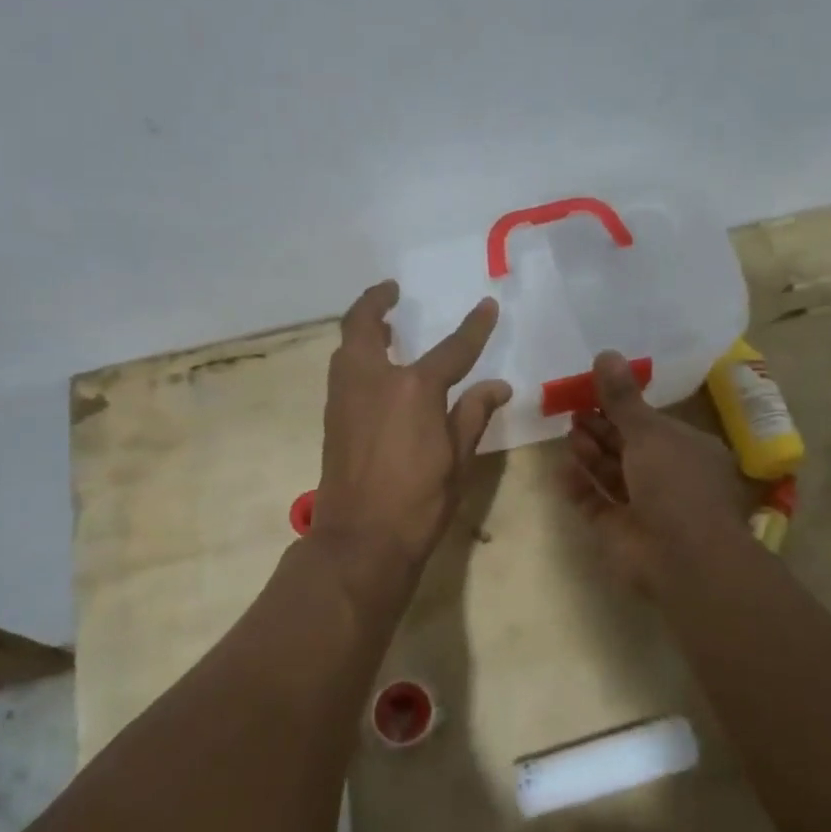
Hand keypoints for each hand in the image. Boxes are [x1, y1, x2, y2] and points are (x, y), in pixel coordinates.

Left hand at [313, 281, 511, 576]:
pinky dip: (354, 355)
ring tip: (382, 325)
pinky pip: (342, 371)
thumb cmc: (418, 502)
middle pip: (363, 325)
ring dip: (361, 327)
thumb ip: (474, 414)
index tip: (487, 306)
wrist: (360, 541)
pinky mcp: (333, 418)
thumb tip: (497, 386)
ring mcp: (345, 398)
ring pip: (346, 347)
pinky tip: (373, 369)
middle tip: (391, 291)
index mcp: (413, 388)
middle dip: (376, 301)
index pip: (452, 348)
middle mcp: (373, 381)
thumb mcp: (458, 459)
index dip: (474, 327)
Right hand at [566, 351, 754, 593]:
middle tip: (574, 411)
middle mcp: (669, 478)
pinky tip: (562, 470)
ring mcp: (645, 508)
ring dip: (590, 455)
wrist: (682, 557)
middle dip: (602, 430)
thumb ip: (622, 397)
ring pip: (612, 475)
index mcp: (688, 450)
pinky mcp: (620, 533)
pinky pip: (596, 505)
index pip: (653, 424)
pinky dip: (580, 488)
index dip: (624, 408)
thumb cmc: (676, 483)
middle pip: (628, 448)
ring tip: (570, 436)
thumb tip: (605, 352)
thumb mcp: (649, 431)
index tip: (593, 391)